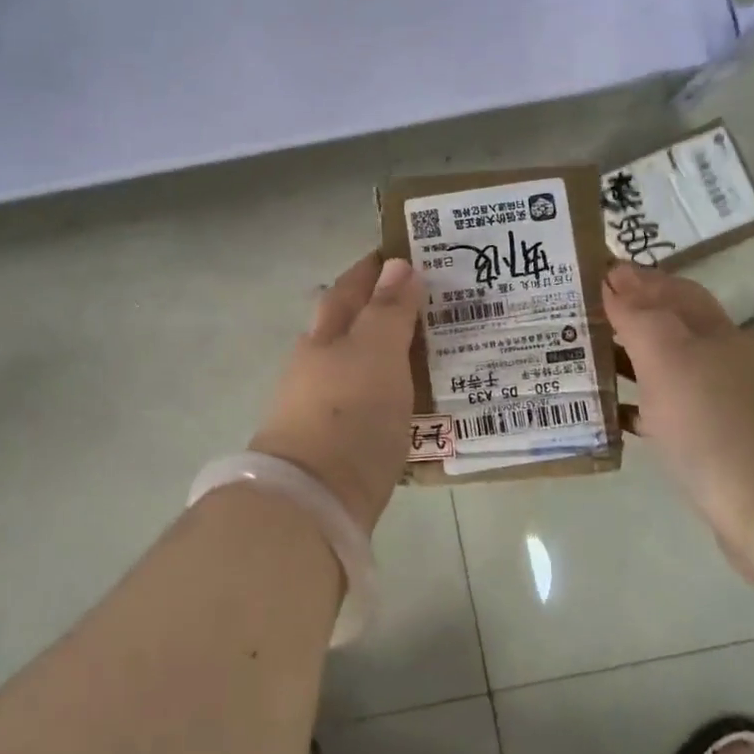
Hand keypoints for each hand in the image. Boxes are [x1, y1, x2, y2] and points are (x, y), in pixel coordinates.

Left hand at [250, 253, 419, 532]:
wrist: (314, 500)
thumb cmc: (348, 412)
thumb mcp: (375, 351)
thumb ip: (388, 310)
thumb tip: (398, 265)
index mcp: (325, 333)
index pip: (351, 286)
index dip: (376, 267)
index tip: (408, 252)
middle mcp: (319, 362)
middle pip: (353, 323)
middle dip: (386, 307)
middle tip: (436, 300)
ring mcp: (324, 403)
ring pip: (363, 363)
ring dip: (393, 351)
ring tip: (438, 346)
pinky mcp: (338, 441)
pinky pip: (372, 400)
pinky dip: (394, 390)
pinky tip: (418, 397)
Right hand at [603, 263, 753, 572]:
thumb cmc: (714, 422)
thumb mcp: (669, 358)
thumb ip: (639, 316)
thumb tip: (615, 279)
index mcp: (713, 333)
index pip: (673, 290)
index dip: (637, 278)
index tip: (594, 272)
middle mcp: (719, 361)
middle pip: (669, 327)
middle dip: (629, 316)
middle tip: (579, 314)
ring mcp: (717, 404)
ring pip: (663, 370)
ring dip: (627, 360)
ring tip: (581, 357)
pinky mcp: (710, 445)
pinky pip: (662, 413)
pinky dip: (634, 405)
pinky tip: (610, 412)